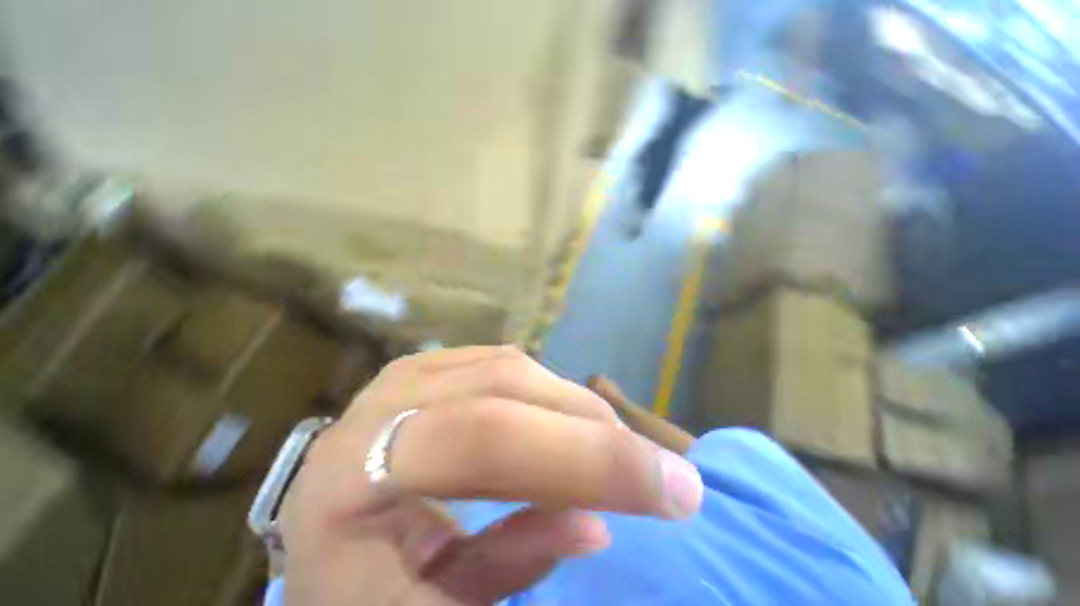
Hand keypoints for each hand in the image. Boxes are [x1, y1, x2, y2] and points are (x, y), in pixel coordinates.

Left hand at [279, 346, 703, 604]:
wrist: (321, 523)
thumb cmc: (357, 585)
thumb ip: (512, 563)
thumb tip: (594, 523)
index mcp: (356, 468)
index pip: (488, 439)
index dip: (587, 458)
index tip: (675, 489)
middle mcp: (386, 400)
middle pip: (508, 389)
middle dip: (592, 428)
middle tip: (654, 467)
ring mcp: (411, 371)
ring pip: (514, 368)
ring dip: (572, 406)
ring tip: (610, 444)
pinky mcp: (432, 363)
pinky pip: (503, 363)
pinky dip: (545, 390)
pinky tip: (564, 418)